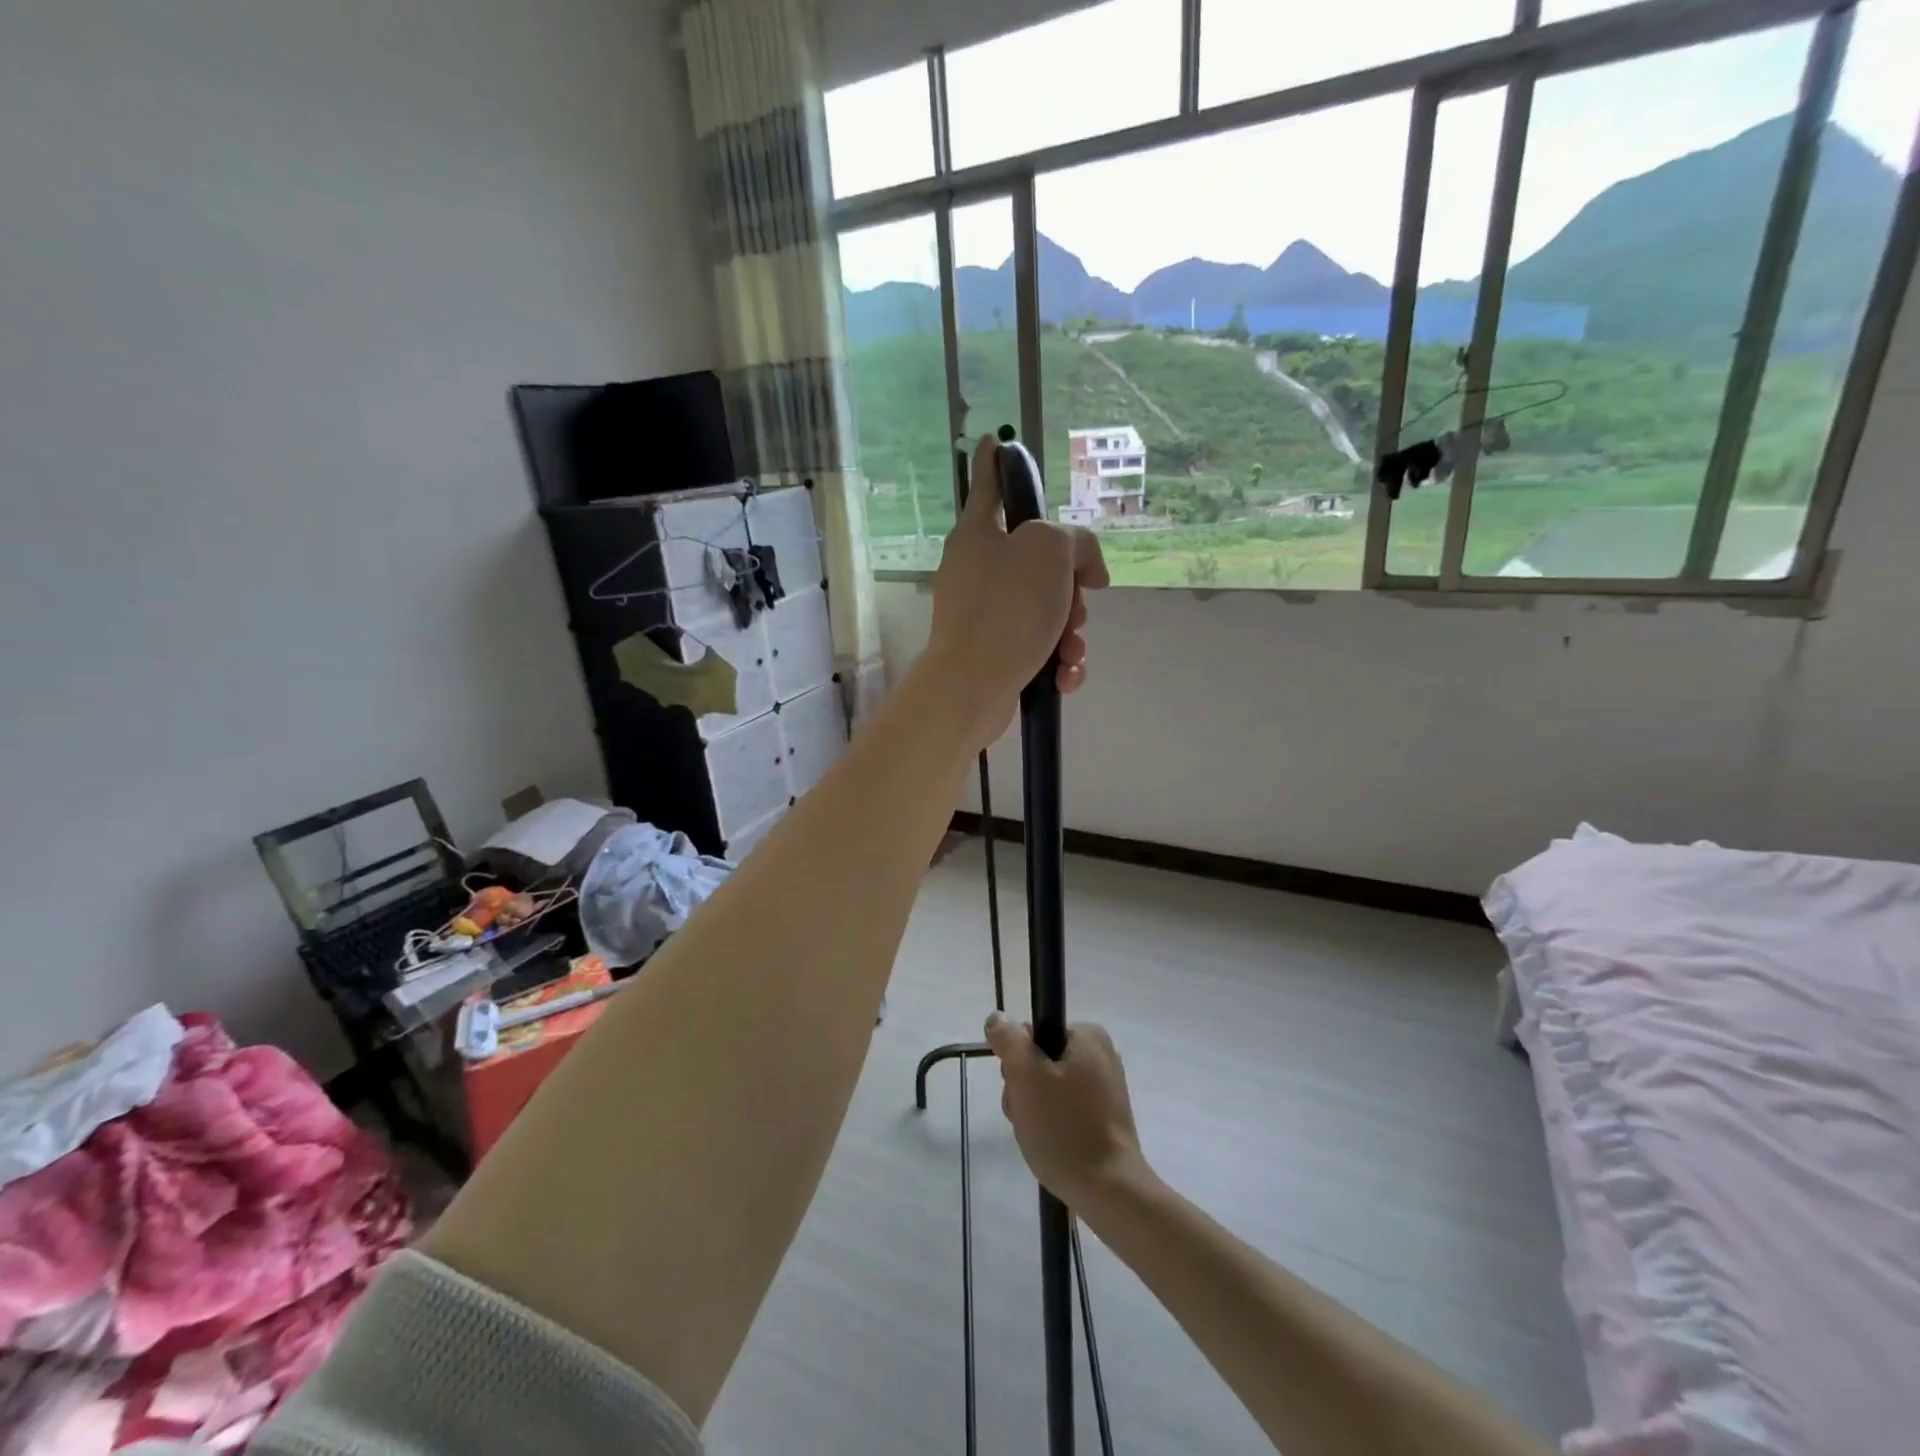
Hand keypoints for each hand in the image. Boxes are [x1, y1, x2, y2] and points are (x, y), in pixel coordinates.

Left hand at [926, 436, 1108, 751]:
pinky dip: (1056, 661)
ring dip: (1070, 630)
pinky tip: (1065, 675)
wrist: (972, 685)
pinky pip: (1037, 647)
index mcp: (978, 534)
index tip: (993, 442)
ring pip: (1044, 608)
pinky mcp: (992, 654)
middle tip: (1079, 603)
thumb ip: (1075, 541)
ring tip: (1070, 649)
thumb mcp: (1051, 551)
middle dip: (1071, 585)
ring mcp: (981, 615)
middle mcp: (976, 570)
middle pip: (1037, 560)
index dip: (995, 462)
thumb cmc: (1008, 607)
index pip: (990, 485)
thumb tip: (1083, 568)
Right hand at [985, 1014, 1149, 1205]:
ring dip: (1033, 1110)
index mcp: (1088, 1036)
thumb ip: (1009, 1040)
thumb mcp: (1026, 1076)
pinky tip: (1051, 1146)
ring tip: (1038, 1136)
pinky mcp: (1104, 1118)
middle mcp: (1100, 1055)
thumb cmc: (1065, 1127)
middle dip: (1024, 1090)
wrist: (1109, 1191)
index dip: (1017, 1062)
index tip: (1020, 1090)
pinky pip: (1065, 1110)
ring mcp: (1104, 1088)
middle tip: (1028, 1116)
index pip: (1031, 1035)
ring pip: (1048, 1089)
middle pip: (1039, 1062)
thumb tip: (998, 1018)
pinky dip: (1051, 1125)